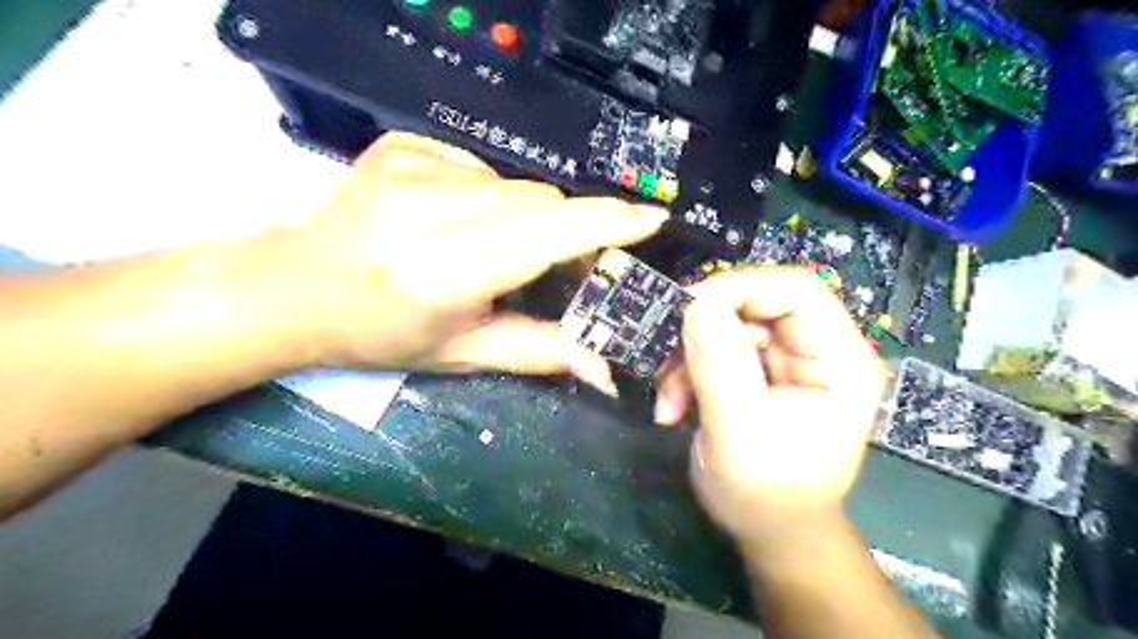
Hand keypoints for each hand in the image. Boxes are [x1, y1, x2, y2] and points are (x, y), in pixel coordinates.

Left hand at [253, 132, 664, 389]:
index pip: (547, 233)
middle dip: (563, 230)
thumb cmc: (382, 333)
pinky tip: (452, 219)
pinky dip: (487, 194)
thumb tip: (605, 369)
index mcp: (447, 271)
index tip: (651, 218)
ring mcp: (414, 167)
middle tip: (553, 263)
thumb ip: (539, 352)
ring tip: (489, 246)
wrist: (295, 287)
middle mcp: (432, 209)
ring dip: (523, 216)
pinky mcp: (403, 145)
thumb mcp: (462, 352)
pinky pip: (479, 165)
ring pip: (514, 183)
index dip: (606, 224)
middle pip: (540, 200)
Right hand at [653, 267, 882, 552]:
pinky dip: (689, 367)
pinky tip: (674, 402)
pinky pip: (720, 345)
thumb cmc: (766, 495)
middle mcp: (823, 349)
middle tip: (665, 361)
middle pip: (758, 302)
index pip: (797, 290)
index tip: (687, 311)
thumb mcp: (738, 433)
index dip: (739, 287)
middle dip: (703, 330)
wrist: (771, 530)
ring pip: (730, 322)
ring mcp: (792, 358)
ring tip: (667, 396)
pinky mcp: (765, 369)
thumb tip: (695, 304)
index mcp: (841, 362)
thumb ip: (720, 367)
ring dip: (689, 354)